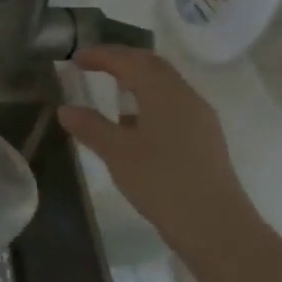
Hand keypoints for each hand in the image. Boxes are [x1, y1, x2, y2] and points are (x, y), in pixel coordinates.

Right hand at [57, 46, 252, 254]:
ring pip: (165, 85)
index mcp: (164, 93)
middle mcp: (186, 97)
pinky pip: (173, 105)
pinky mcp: (204, 139)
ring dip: (138, 80)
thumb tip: (65, 109)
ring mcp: (200, 118)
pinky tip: (134, 124)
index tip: (76, 57)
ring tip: (111, 89)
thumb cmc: (162, 182)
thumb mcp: (117, 153)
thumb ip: (90, 127)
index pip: (130, 61)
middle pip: (152, 65)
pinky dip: (149, 101)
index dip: (102, 55)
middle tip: (94, 64)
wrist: (215, 226)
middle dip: (122, 60)